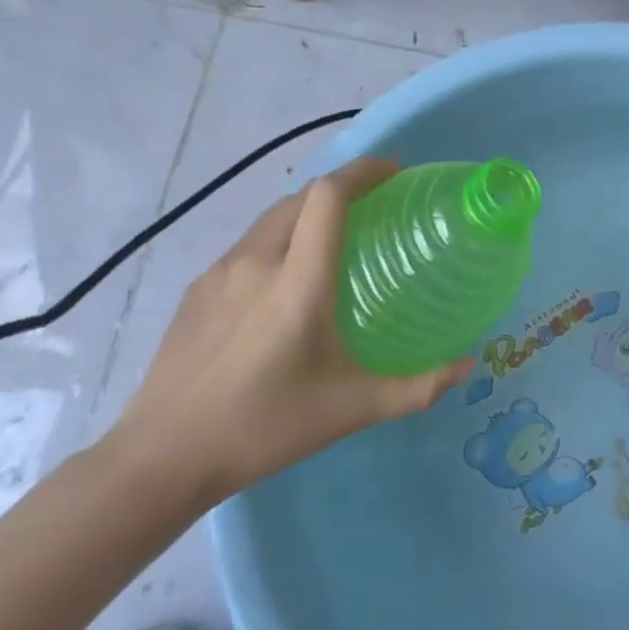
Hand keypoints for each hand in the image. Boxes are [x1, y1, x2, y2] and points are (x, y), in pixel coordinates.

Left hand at [105, 158, 471, 506]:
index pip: (328, 196)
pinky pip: (247, 245)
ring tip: (335, 239)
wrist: (160, 458)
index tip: (396, 172)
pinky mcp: (196, 291)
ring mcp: (219, 273)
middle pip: (300, 197)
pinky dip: (278, 239)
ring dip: (307, 212)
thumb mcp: (353, 409)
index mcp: (298, 280)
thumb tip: (468, 368)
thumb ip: (418, 387)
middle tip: (375, 206)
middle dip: (341, 188)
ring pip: (270, 218)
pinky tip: (285, 282)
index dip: (364, 171)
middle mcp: (257, 262)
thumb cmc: (265, 426)